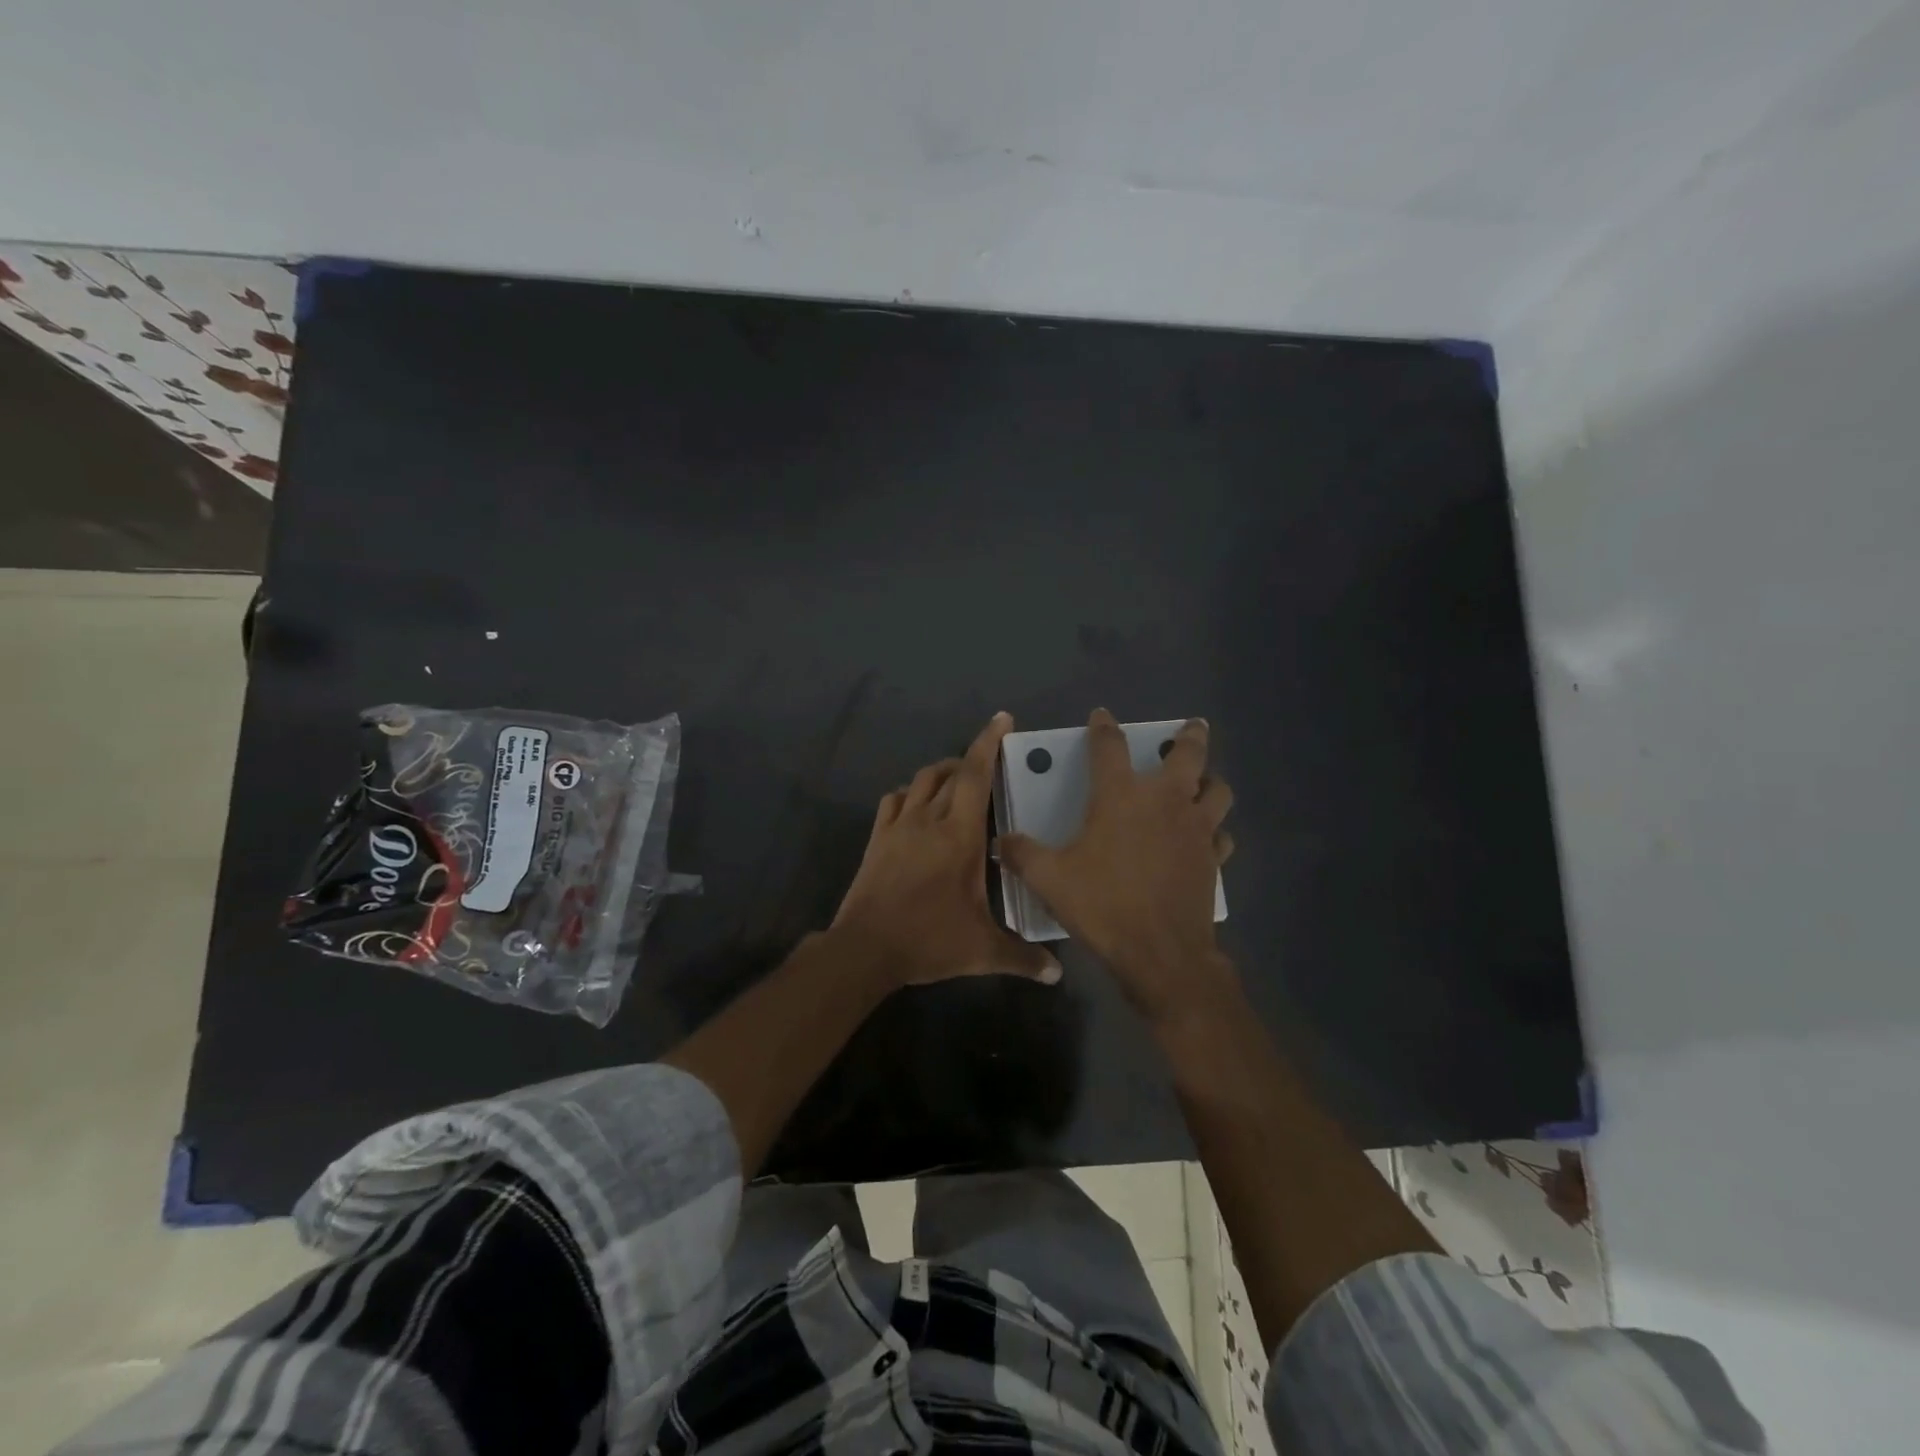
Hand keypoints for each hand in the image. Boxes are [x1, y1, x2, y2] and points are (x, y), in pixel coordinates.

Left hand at [832, 712, 1060, 988]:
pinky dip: (909, 794)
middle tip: (989, 765)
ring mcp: (898, 826)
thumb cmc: (928, 940)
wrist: (865, 948)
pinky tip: (916, 806)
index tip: (1002, 719)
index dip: (988, 743)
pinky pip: (893, 800)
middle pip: (949, 773)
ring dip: (941, 773)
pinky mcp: (877, 838)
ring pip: (920, 781)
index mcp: (959, 835)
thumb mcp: (982, 951)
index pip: (975, 776)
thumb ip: (1022, 957)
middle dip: (970, 760)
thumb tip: (1057, 974)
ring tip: (956, 782)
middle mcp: (928, 819)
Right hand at [999, 708, 1234, 1022]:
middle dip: (1190, 736)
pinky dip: (1215, 830)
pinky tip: (1206, 837)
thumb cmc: (1103, 905)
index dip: (1104, 726)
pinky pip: (1221, 834)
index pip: (1110, 746)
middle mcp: (1165, 801)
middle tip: (1193, 726)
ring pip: (1217, 790)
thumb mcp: (1049, 879)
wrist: (1160, 952)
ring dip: (1211, 780)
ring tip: (1202, 782)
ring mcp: (1196, 828)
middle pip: (1188, 754)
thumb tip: (1000, 841)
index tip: (1102, 715)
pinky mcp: (1213, 858)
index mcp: (1121, 796)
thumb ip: (1022, 854)